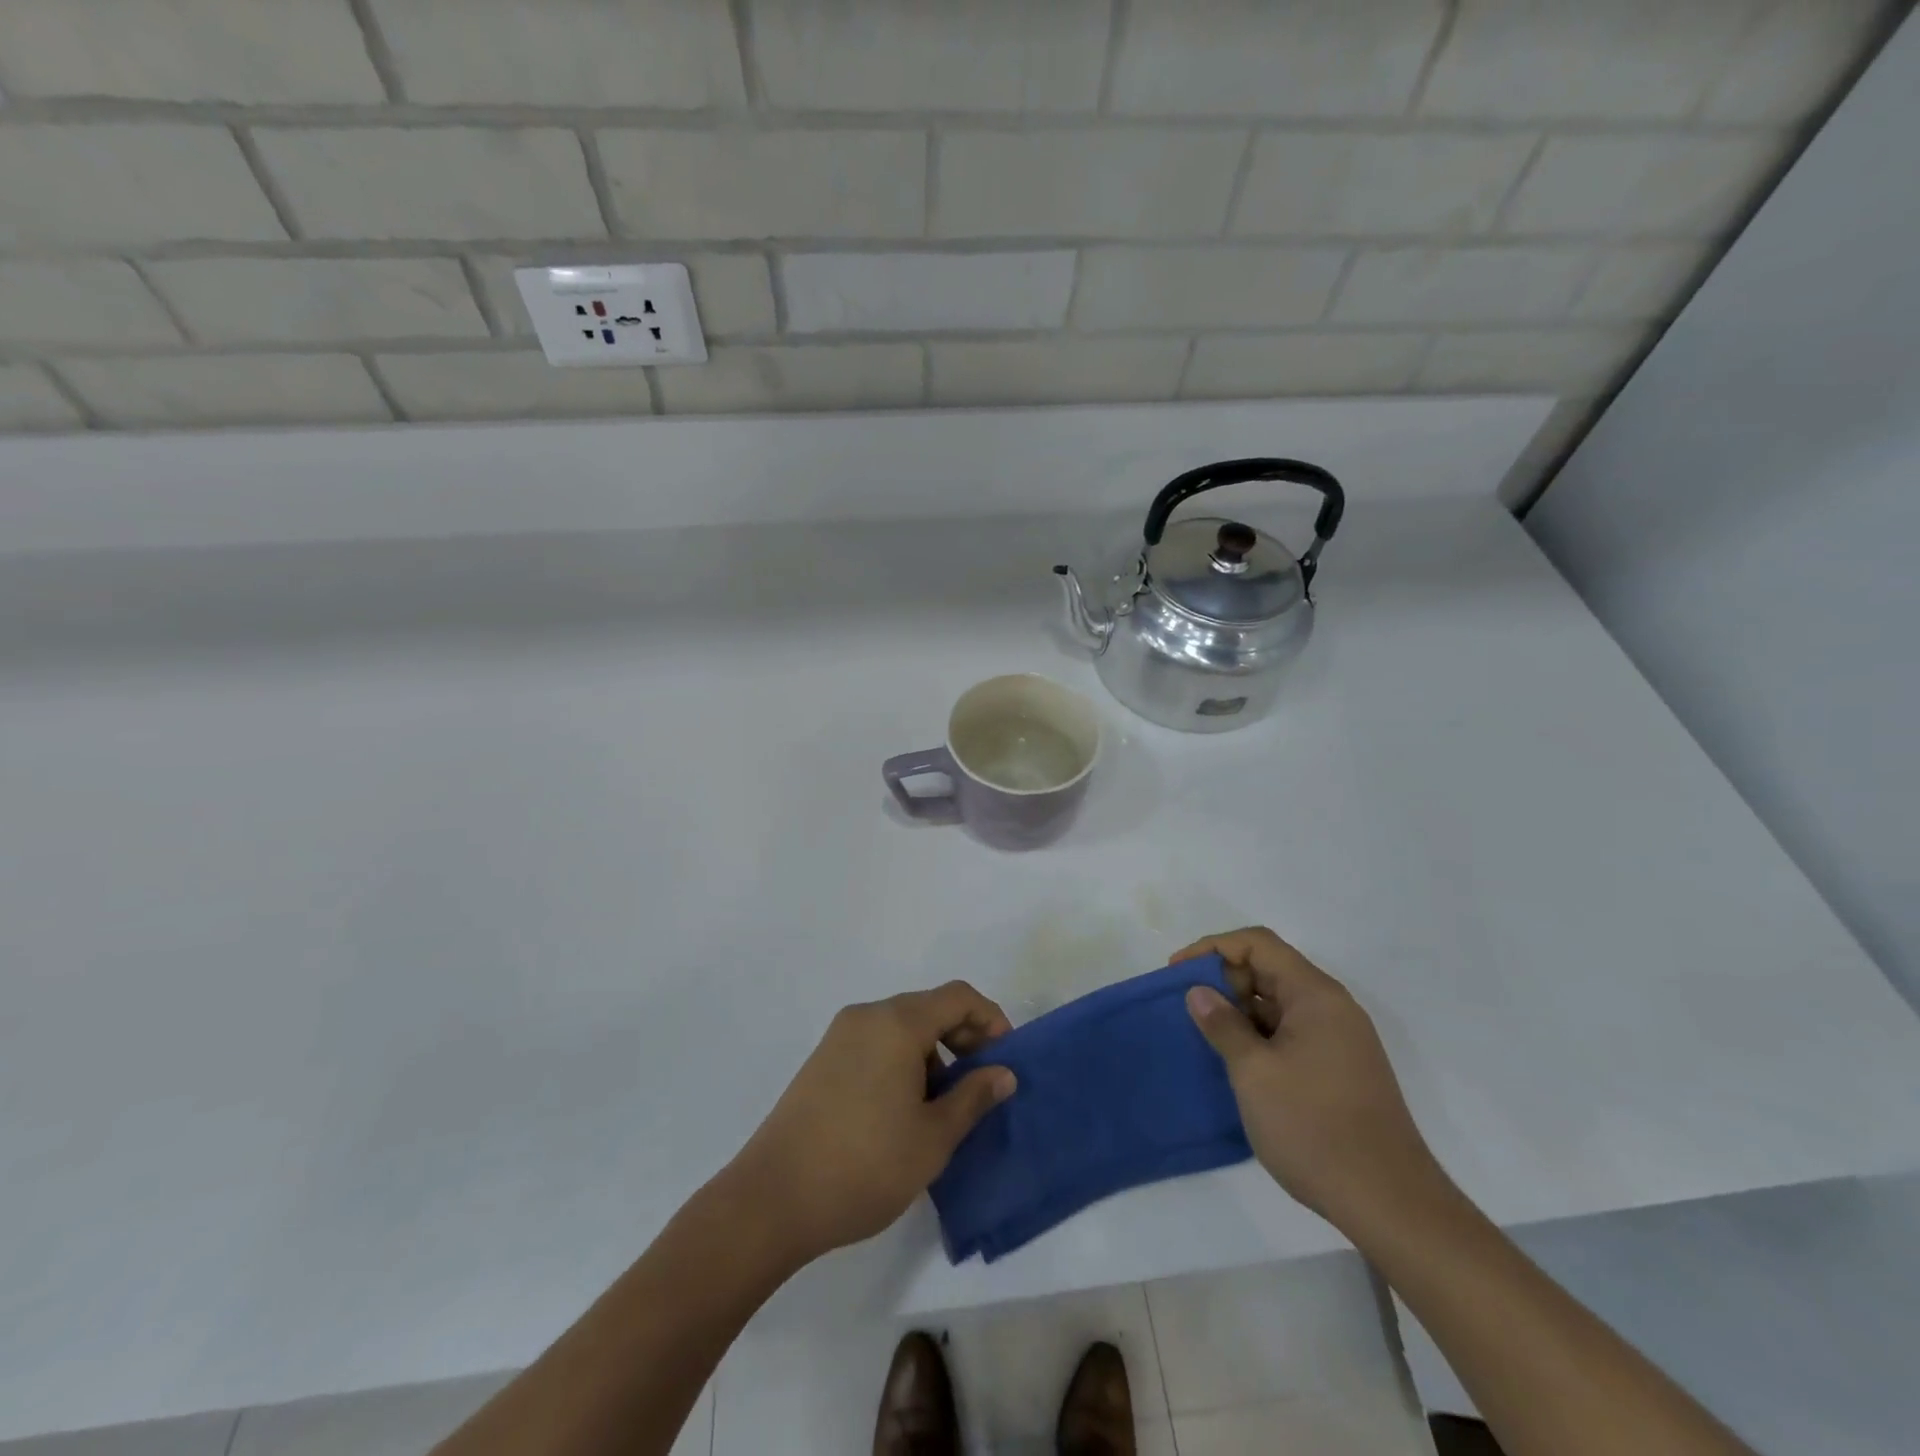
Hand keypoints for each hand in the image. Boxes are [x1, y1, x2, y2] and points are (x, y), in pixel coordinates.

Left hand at [726, 982, 1016, 1263]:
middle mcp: (867, 1016)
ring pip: (902, 1026)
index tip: (1005, 1060)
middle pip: (929, 1007)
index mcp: (897, 1023)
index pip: (958, 997)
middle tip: (980, 1085)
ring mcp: (840, 1036)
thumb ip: (973, 1097)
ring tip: (943, 1105)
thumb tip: (1003, 1073)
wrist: (772, 1199)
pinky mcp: (823, 1060)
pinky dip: (903, 1060)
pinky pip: (876, 1042)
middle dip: (963, 1037)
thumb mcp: (932, 1138)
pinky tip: (904, 1109)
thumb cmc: (865, 1165)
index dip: (990, 1020)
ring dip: (933, 1052)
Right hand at [1176, 927, 1444, 1233]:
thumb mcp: (1254, 1073)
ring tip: (1203, 1032)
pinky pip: (1290, 1031)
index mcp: (1315, 995)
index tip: (1177, 973)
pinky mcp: (1340, 1069)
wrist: (1390, 1204)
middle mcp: (1332, 1008)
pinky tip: (1235, 1059)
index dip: (1213, 948)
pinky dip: (1259, 1034)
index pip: (1258, 944)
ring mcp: (1339, 1040)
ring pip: (1279, 1003)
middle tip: (1187, 1006)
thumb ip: (1223, 1025)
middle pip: (1270, 969)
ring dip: (1239, 1009)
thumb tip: (1199, 992)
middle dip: (1224, 978)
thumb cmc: (1314, 1127)